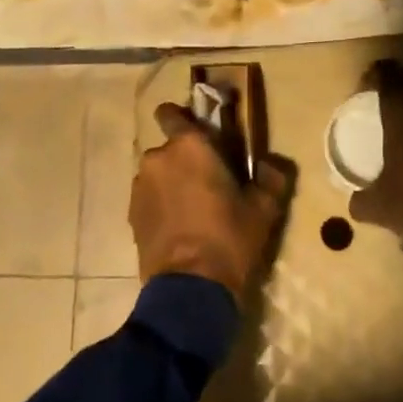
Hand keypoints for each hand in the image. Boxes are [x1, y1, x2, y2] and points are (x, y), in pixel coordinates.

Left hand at [131, 103, 294, 295]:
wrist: (190, 289)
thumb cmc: (229, 238)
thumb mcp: (263, 209)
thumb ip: (271, 178)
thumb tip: (271, 165)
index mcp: (188, 145)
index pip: (171, 112)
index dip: (184, 119)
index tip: (203, 136)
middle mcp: (158, 158)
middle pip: (170, 148)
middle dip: (186, 160)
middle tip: (209, 184)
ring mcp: (140, 187)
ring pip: (158, 174)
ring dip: (172, 183)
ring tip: (193, 211)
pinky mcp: (131, 215)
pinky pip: (150, 198)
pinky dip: (161, 206)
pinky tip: (179, 229)